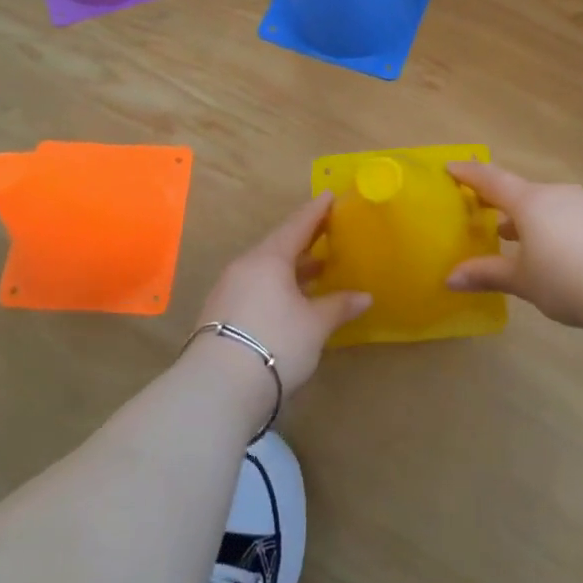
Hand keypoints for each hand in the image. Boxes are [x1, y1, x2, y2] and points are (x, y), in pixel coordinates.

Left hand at [196, 192, 370, 392]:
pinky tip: (290, 301)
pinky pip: (254, 287)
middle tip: (327, 232)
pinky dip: (276, 286)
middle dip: (305, 240)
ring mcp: (228, 289)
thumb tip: (365, 296)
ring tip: (316, 270)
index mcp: (269, 258)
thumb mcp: (315, 325)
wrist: (217, 387)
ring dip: (291, 268)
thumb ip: (339, 306)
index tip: (329, 195)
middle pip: (279, 246)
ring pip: (266, 269)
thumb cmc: (276, 342)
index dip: (316, 211)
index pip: (297, 225)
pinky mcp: (220, 313)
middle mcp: (246, 266)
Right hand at [446, 162, 582, 331]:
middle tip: (481, 209)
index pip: (491, 180)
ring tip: (512, 235)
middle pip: (520, 191)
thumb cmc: (566, 280)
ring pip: (546, 203)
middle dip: (499, 201)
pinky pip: (567, 215)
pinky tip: (552, 248)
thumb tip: (449, 278)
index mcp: (529, 201)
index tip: (450, 167)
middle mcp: (556, 193)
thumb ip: (486, 274)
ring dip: (526, 216)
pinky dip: (551, 225)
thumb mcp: (522, 280)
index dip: (469, 174)